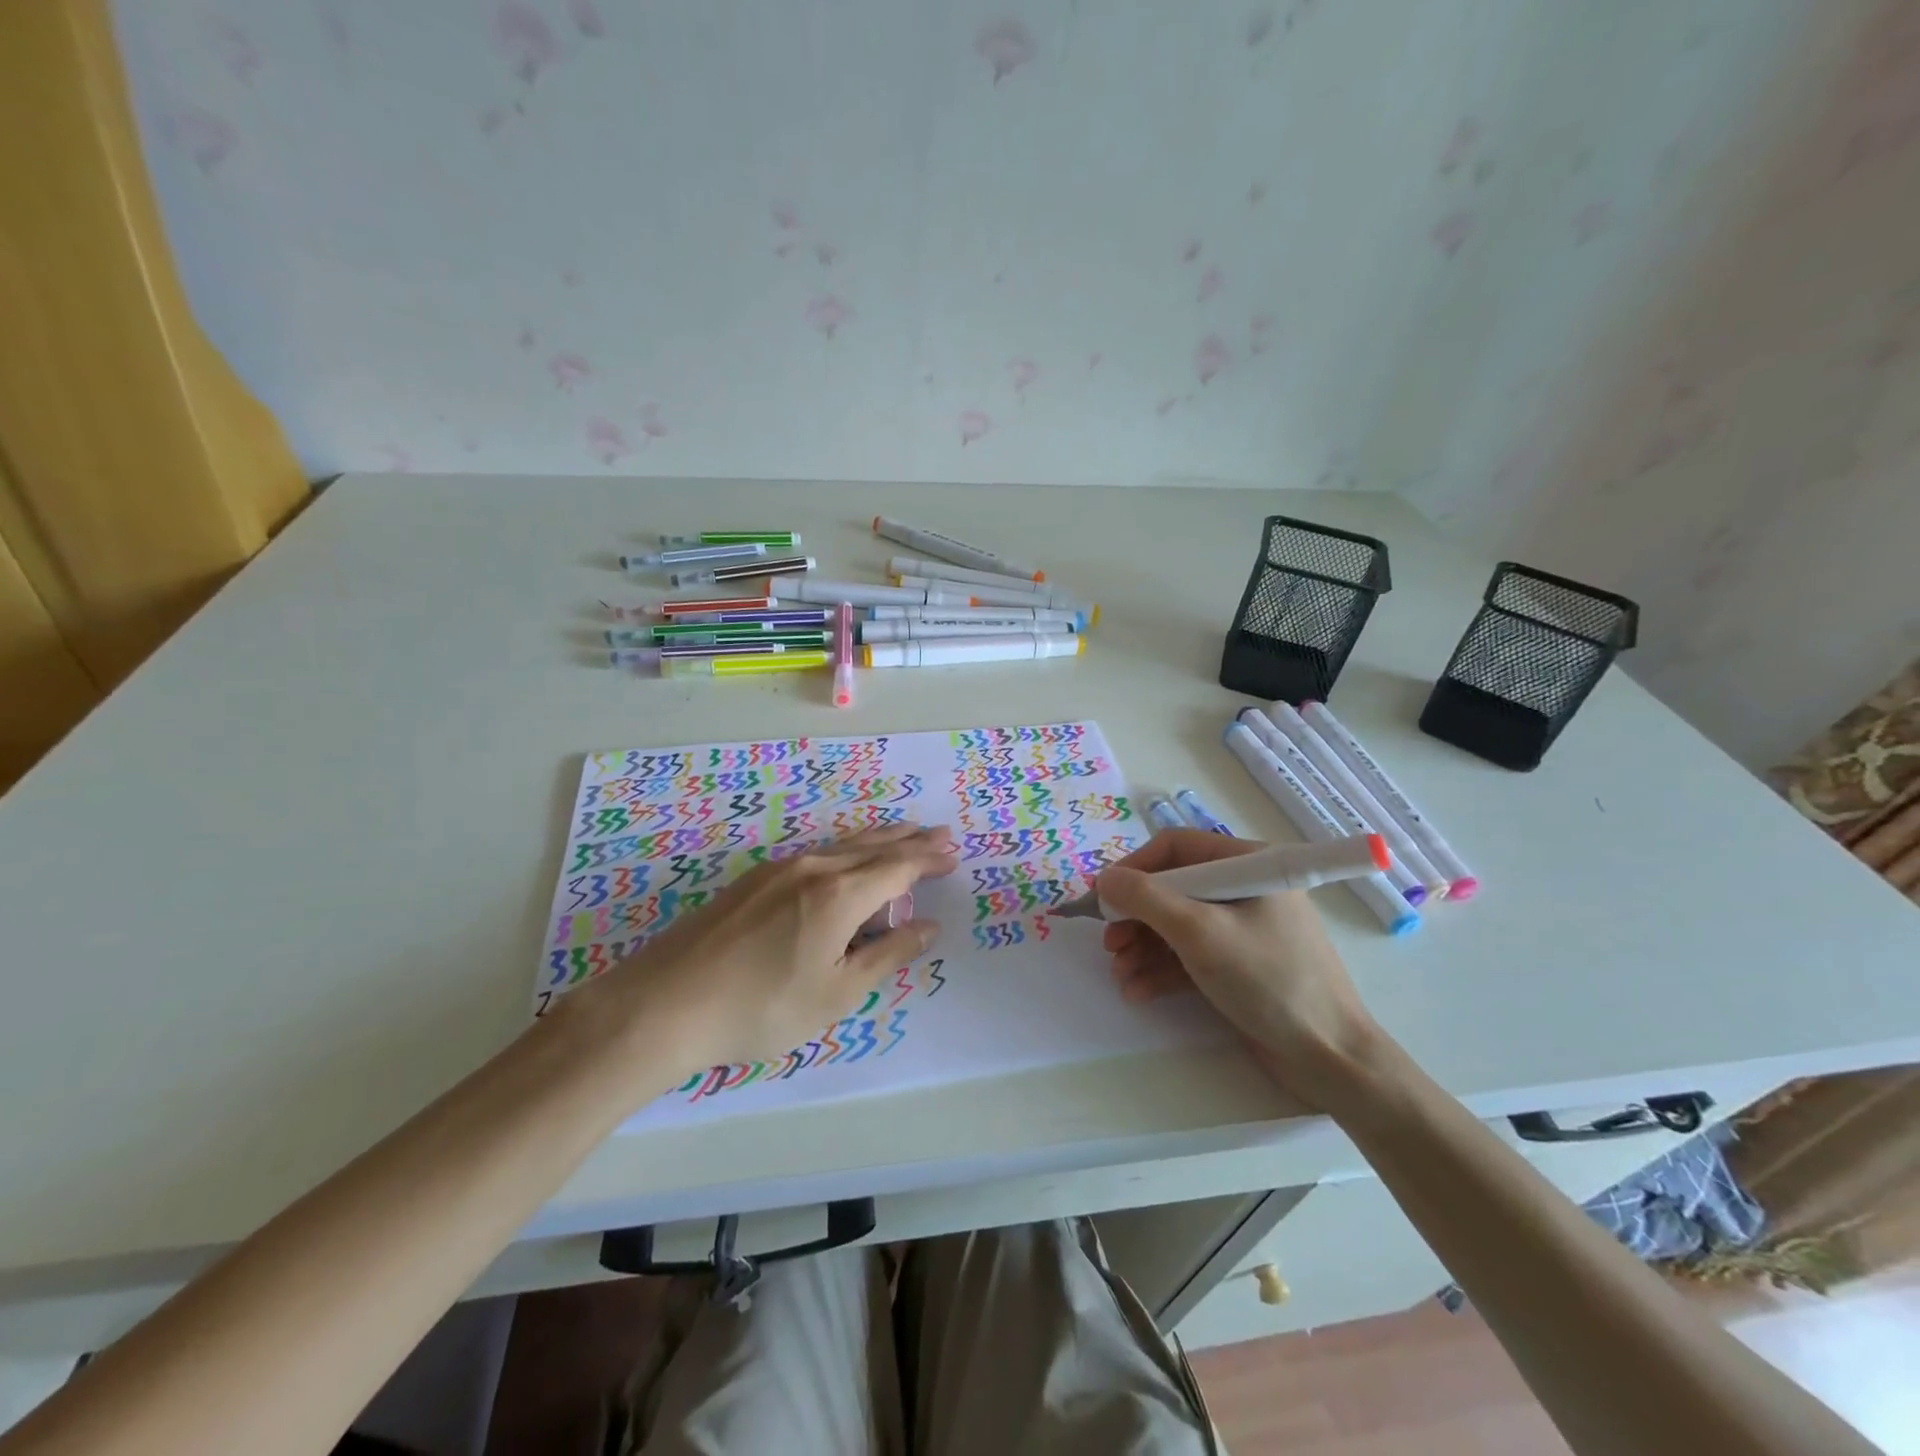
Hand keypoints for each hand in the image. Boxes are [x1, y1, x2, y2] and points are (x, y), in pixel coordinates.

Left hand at [573, 823, 958, 1073]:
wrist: (665, 1005)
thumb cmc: (761, 1008)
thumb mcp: (836, 993)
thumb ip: (887, 955)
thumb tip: (927, 926)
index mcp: (839, 894)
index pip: (897, 867)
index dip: (928, 861)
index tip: (953, 854)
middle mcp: (813, 868)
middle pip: (873, 846)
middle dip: (910, 841)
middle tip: (940, 834)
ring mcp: (779, 869)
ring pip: (843, 844)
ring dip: (879, 839)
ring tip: (903, 833)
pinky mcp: (754, 879)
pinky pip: (818, 852)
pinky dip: (848, 848)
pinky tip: (846, 856)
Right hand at [1096, 829, 1378, 1104]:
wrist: (1330, 1059)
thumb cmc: (1268, 980)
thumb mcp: (1201, 933)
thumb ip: (1147, 900)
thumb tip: (1104, 879)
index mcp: (1248, 864)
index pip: (1176, 848)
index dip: (1135, 869)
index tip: (1104, 898)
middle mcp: (1244, 889)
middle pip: (1172, 888)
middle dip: (1136, 917)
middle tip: (1109, 943)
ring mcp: (1242, 929)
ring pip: (1176, 924)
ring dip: (1142, 947)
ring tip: (1120, 974)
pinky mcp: (1238, 965)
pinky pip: (1190, 955)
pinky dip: (1162, 969)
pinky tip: (1137, 990)